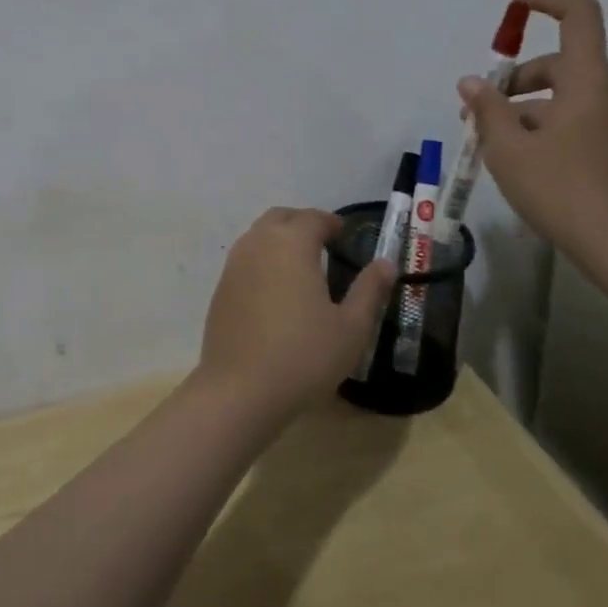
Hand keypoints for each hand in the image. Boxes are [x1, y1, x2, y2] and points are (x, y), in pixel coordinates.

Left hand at [196, 207, 394, 419]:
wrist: (240, 389)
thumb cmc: (304, 356)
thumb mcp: (351, 328)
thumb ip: (370, 290)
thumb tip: (386, 263)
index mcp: (292, 244)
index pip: (313, 218)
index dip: (331, 222)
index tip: (343, 233)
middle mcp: (259, 243)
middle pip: (281, 217)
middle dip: (302, 223)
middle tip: (323, 242)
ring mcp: (235, 264)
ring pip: (259, 235)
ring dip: (279, 238)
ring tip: (300, 264)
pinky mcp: (221, 288)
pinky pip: (245, 258)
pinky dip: (262, 259)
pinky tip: (275, 288)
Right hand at [458, 0, 607, 257]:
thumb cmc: (561, 190)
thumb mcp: (509, 148)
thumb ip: (488, 109)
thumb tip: (472, 82)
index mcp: (588, 81)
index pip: (578, 15)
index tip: (513, 1)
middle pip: (558, 63)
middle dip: (514, 79)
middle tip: (476, 109)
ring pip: (562, 95)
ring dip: (523, 107)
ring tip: (488, 141)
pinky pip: (573, 117)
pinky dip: (542, 124)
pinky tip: (516, 157)